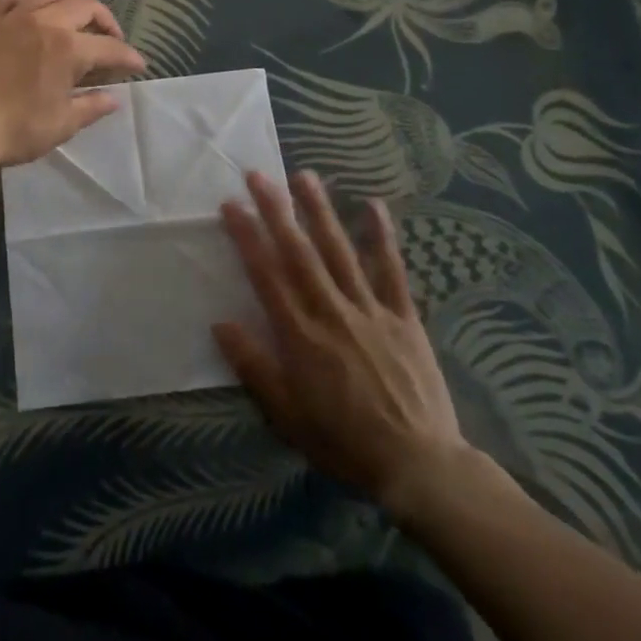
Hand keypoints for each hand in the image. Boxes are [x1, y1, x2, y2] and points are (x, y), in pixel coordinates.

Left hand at [0, 0, 146, 166]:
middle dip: (105, 21)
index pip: (110, 48)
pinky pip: (10, 0)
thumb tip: (113, 98)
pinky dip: (27, 3)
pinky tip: (28, 15)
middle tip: (109, 40)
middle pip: (84, 6)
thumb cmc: (14, 130)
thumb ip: (91, 107)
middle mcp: (44, 22)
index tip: (138, 66)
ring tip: (72, 23)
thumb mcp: (60, 124)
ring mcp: (11, 17)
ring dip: (69, 6)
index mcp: (68, 48)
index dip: (128, 57)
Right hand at [214, 171, 475, 520]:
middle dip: (276, 211)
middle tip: (259, 175)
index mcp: (300, 334)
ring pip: (340, 250)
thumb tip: (220, 323)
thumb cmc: (345, 442)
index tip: (230, 204)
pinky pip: (391, 270)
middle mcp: (331, 311)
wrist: (419, 466)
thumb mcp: (287, 415)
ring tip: (304, 176)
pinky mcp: (402, 316)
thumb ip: (254, 366)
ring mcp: (369, 309)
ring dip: (320, 211)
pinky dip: (382, 236)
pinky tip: (373, 205)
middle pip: (299, 252)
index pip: (266, 274)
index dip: (247, 237)